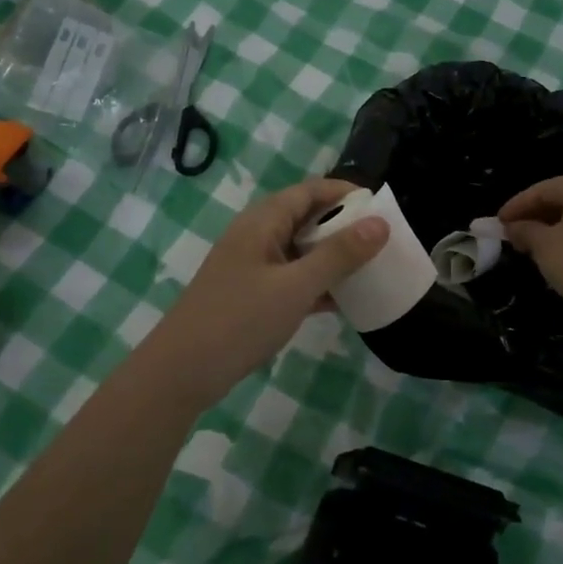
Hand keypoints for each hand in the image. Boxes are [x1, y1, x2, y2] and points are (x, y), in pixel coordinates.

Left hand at [144, 178, 388, 407]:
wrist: (181, 373)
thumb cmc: (239, 320)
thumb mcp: (296, 286)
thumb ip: (339, 255)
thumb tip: (380, 224)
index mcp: (263, 221)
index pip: (310, 190)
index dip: (345, 192)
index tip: (381, 206)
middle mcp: (257, 236)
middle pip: (306, 217)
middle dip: (343, 224)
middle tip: (382, 239)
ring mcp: (253, 267)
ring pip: (300, 250)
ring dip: (332, 256)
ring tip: (371, 267)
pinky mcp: (252, 295)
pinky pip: (292, 278)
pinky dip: (317, 283)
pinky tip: (344, 301)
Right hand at [500, 172, 562, 332]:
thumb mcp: (545, 247)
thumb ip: (525, 230)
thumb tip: (513, 227)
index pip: (543, 189)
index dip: (517, 206)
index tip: (498, 223)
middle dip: (536, 216)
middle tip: (514, 234)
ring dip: (554, 226)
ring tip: (534, 245)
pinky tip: (561, 251)